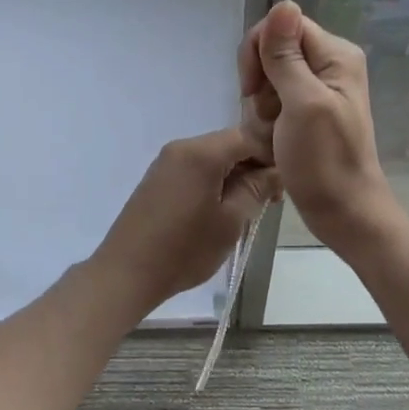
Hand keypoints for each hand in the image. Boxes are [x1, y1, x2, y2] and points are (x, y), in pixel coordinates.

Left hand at [92, 128, 278, 311]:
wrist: (126, 272)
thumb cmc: (184, 248)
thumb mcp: (231, 221)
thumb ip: (257, 189)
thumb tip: (276, 170)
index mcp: (202, 152)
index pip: (249, 137)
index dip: (272, 156)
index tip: (282, 186)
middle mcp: (182, 146)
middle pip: (230, 144)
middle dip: (254, 167)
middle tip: (269, 202)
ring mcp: (167, 161)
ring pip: (214, 157)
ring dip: (235, 176)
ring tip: (247, 209)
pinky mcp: (158, 177)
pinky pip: (196, 168)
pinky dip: (215, 181)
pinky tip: (220, 209)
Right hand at [238, 1, 394, 248]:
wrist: (344, 213)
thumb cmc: (324, 161)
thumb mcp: (301, 104)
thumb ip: (287, 56)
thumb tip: (283, 2)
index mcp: (336, 54)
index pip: (283, 24)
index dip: (259, 51)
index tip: (252, 88)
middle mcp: (330, 63)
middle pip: (274, 48)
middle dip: (260, 81)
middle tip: (268, 115)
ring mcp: (320, 88)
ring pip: (269, 76)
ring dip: (261, 105)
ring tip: (273, 133)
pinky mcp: (309, 109)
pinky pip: (275, 98)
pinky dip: (268, 118)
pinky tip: (274, 139)